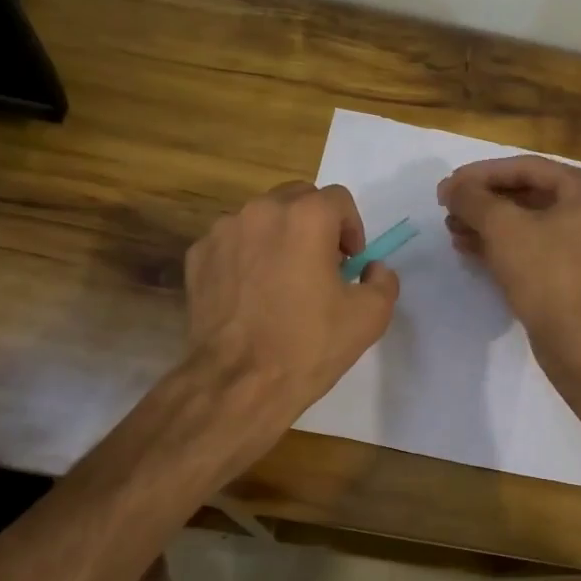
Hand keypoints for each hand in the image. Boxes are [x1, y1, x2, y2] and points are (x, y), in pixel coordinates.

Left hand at [183, 181, 399, 438]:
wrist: (238, 382)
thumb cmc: (309, 345)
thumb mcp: (370, 316)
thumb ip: (383, 280)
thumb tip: (371, 268)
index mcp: (307, 217)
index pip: (339, 199)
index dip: (352, 229)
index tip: (351, 262)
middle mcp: (262, 211)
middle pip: (298, 199)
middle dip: (316, 224)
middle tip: (322, 265)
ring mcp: (224, 231)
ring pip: (262, 219)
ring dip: (280, 237)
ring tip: (284, 280)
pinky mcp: (198, 256)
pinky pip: (233, 243)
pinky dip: (247, 256)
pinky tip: (252, 294)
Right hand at [437, 155, 580, 370]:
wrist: (576, 341)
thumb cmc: (545, 275)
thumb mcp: (503, 229)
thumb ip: (473, 199)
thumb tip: (452, 188)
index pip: (526, 167)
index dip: (480, 174)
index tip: (447, 186)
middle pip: (527, 193)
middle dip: (483, 201)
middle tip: (447, 208)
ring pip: (528, 220)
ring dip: (487, 223)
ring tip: (451, 229)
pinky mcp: (574, 269)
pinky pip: (535, 244)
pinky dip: (503, 243)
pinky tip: (468, 247)